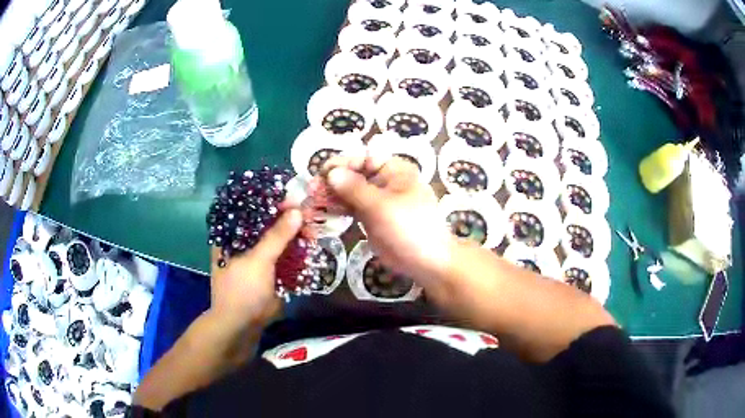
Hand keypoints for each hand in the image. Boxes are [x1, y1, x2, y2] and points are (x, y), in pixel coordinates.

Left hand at [210, 209, 302, 330]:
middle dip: (288, 220)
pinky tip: (310, 247)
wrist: (242, 326)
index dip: (272, 203)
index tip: (295, 200)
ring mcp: (257, 258)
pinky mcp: (269, 272)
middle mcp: (243, 242)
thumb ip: (277, 236)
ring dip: (295, 236)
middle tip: (309, 216)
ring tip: (313, 231)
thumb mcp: (258, 260)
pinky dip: (296, 253)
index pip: (253, 209)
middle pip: (267, 224)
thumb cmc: (242, 289)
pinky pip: (284, 257)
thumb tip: (298, 211)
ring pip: (278, 241)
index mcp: (232, 234)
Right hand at [322, 154, 452, 285]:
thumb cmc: (409, 228)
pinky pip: (350, 208)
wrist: (426, 262)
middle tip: (310, 191)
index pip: (363, 159)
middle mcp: (384, 181)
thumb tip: (331, 172)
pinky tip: (320, 212)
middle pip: (353, 175)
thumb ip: (354, 189)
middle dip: (332, 181)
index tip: (321, 173)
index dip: (341, 164)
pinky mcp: (370, 217)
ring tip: (311, 202)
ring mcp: (376, 199)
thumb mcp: (381, 206)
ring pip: (349, 192)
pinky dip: (336, 210)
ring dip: (330, 196)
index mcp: (394, 170)